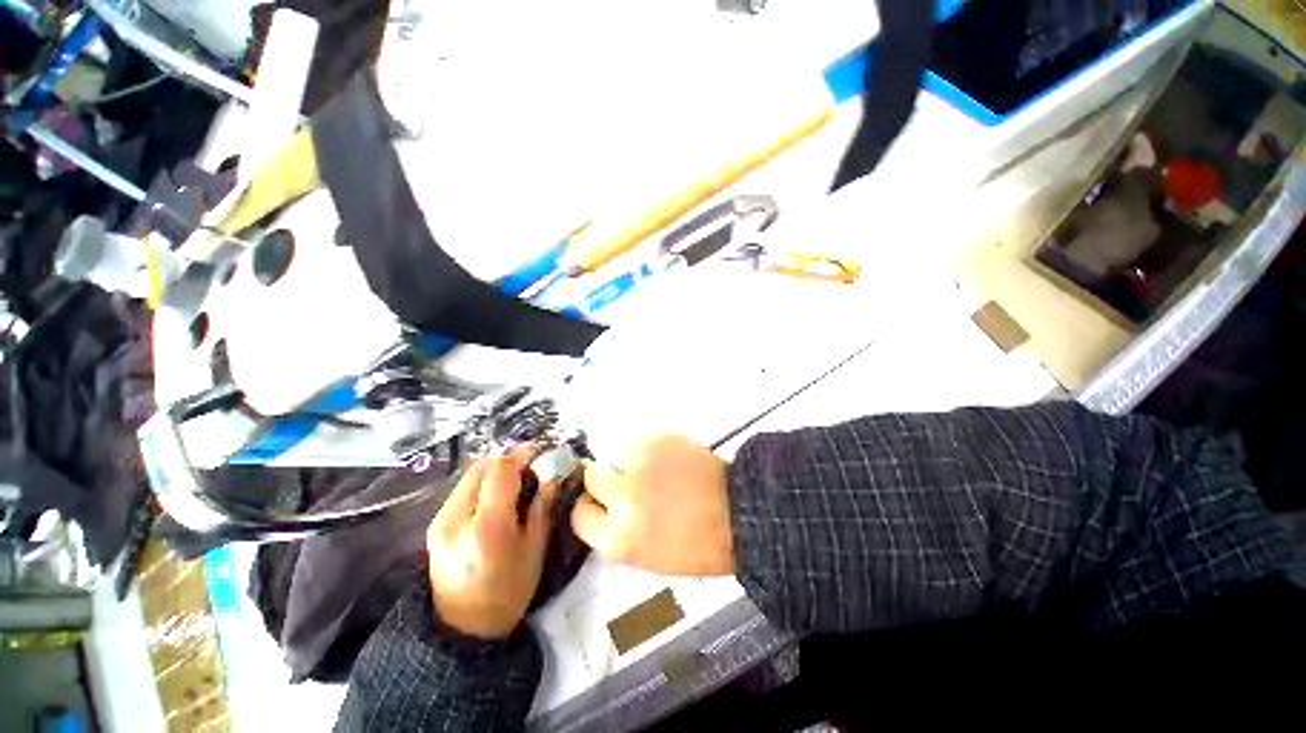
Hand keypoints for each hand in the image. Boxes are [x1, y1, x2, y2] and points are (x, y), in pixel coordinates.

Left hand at [426, 454, 554, 639]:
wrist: (463, 627)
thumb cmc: (509, 591)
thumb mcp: (535, 547)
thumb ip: (543, 503)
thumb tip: (554, 470)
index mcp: (486, 527)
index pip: (501, 470)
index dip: (523, 455)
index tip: (542, 454)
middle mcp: (455, 517)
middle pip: (483, 466)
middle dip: (510, 460)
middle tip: (532, 467)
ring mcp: (440, 519)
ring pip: (471, 474)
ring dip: (496, 470)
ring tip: (517, 481)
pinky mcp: (435, 523)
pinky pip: (464, 488)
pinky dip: (484, 483)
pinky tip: (498, 496)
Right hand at [571, 434, 733, 575]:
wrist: (738, 511)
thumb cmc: (698, 545)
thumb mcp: (648, 557)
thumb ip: (618, 533)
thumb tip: (604, 508)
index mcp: (619, 539)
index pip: (579, 515)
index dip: (590, 507)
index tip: (600, 502)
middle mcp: (622, 498)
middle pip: (591, 478)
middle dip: (605, 481)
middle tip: (629, 482)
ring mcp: (639, 464)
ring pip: (617, 457)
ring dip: (630, 464)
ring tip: (659, 473)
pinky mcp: (655, 440)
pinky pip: (640, 443)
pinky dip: (650, 451)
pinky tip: (671, 462)